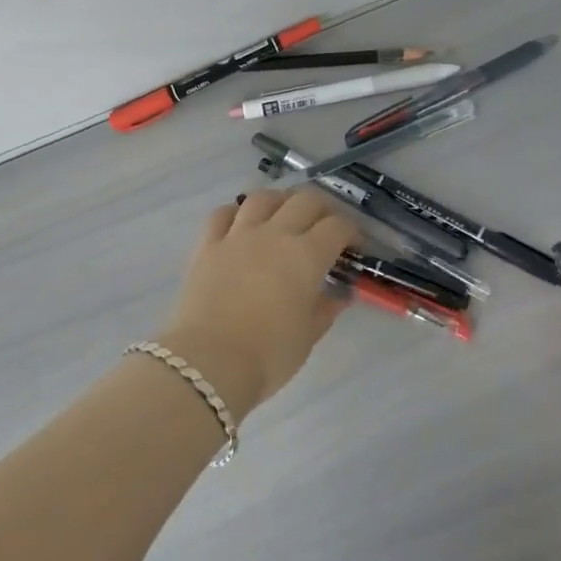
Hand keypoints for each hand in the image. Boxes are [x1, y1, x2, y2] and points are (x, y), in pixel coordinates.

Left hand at [158, 189, 358, 416]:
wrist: (209, 362)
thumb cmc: (268, 355)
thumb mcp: (308, 336)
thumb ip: (325, 309)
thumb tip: (339, 295)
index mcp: (306, 255)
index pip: (336, 226)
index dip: (351, 232)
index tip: (354, 246)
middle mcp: (274, 234)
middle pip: (304, 200)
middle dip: (322, 209)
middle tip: (325, 228)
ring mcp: (237, 235)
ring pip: (262, 198)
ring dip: (280, 201)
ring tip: (284, 216)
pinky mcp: (207, 245)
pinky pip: (222, 214)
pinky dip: (236, 213)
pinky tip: (241, 223)